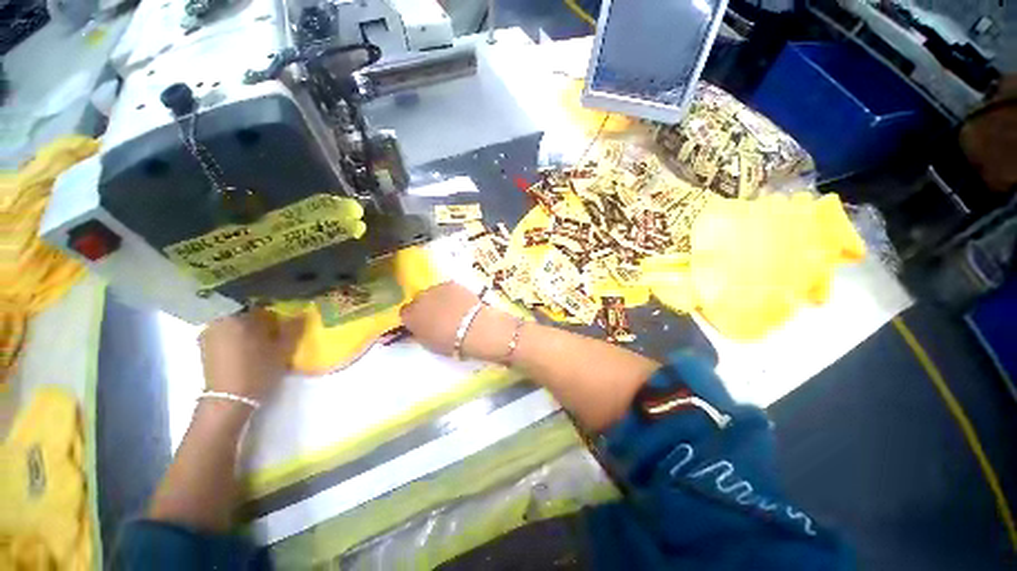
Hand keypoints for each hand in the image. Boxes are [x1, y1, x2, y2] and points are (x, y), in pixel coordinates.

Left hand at [199, 309, 304, 401]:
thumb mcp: (283, 349)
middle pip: (245, 312)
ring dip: (248, 327)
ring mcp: (208, 333)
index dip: (275, 309)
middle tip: (276, 329)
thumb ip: (293, 328)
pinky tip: (248, 348)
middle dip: (260, 318)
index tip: (285, 317)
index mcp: (237, 316)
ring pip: (234, 323)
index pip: (260, 303)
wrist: (228, 401)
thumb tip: (302, 312)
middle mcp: (219, 320)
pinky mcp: (204, 346)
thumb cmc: (257, 371)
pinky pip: (225, 333)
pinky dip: (237, 336)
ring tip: (263, 339)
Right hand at [400, 282, 514, 360]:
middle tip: (438, 316)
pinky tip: (461, 302)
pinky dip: (451, 294)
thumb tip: (417, 330)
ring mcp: (436, 288)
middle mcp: (419, 298)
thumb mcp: (429, 344)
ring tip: (452, 309)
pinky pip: (447, 288)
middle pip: (419, 300)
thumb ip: (419, 334)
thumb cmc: (449, 342)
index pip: (405, 313)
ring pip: (433, 292)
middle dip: (426, 307)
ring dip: (438, 299)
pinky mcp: (451, 283)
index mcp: (410, 316)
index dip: (415, 318)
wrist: (473, 328)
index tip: (423, 323)